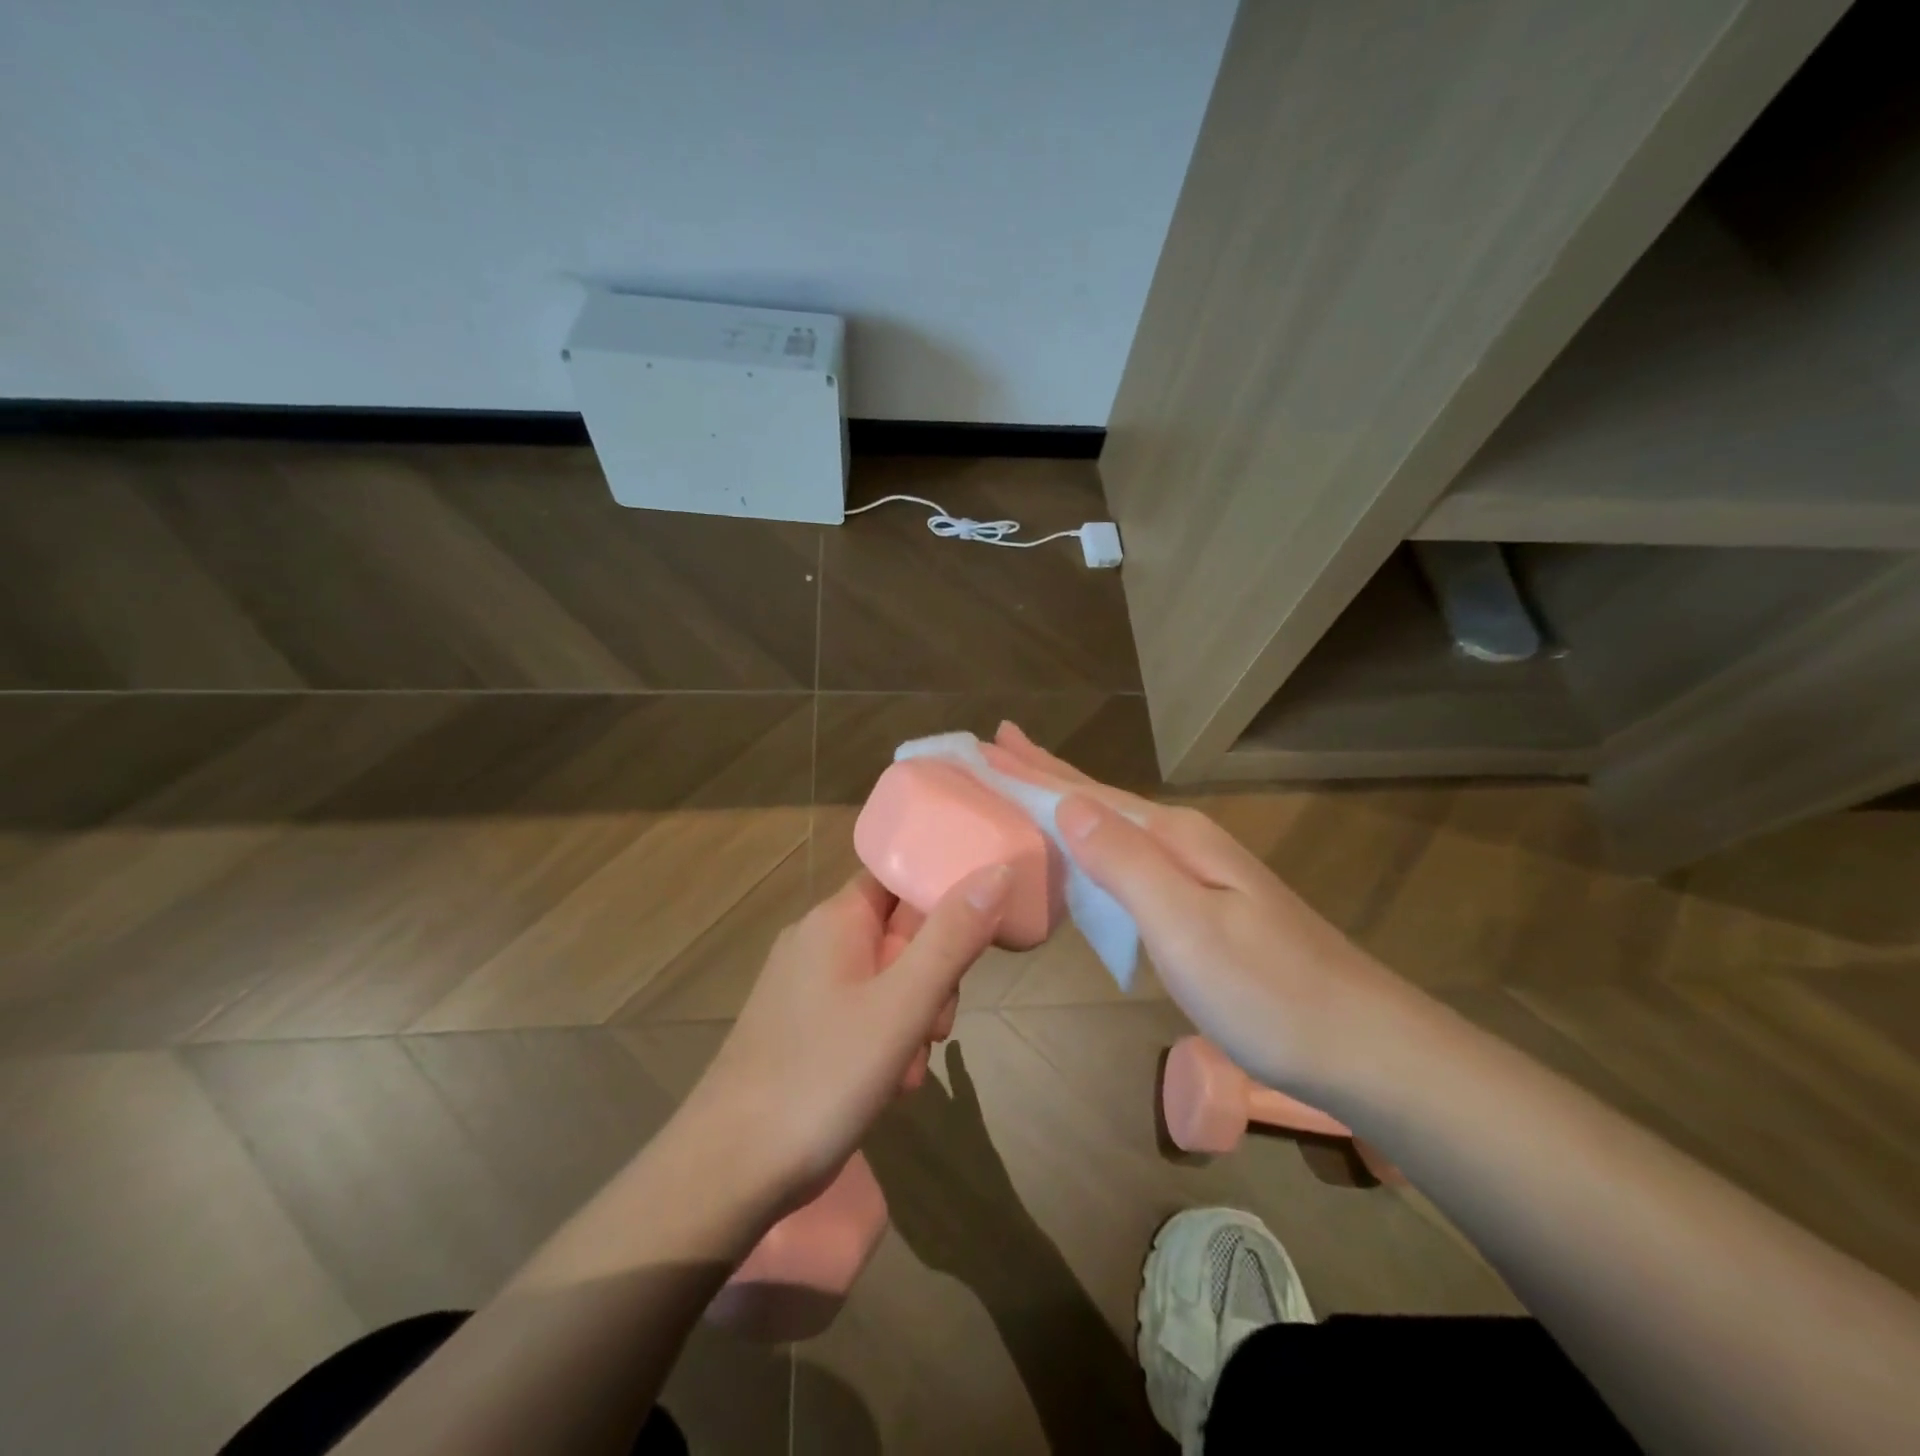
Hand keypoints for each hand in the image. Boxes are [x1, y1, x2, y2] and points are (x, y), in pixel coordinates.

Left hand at [680, 866, 1010, 1212]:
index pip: (899, 874)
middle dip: (933, 974)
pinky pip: (862, 1011)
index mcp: (835, 919)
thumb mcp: (902, 1005)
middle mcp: (816, 940)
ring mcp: (804, 985)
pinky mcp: (801, 1026)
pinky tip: (892, 1082)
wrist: (729, 1170)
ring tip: (913, 1063)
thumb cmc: (821, 1077)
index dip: (941, 893)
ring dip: (915, 1014)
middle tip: (939, 1023)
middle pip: (899, 930)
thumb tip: (997, 870)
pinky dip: (887, 1037)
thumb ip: (952, 937)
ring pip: (886, 976)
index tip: (977, 930)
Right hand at [988, 722, 1390, 1098]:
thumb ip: (1125, 862)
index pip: (1087, 794)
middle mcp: (1186, 843)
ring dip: (1069, 804)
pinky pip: (1131, 859)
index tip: (990, 743)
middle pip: (1101, 800)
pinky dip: (1095, 845)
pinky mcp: (1207, 906)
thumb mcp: (1187, 925)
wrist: (1363, 1045)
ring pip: (1116, 827)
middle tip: (1001, 747)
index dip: (1036, 771)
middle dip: (1048, 774)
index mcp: (1175, 839)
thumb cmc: (1267, 991)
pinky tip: (1088, 851)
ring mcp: (1201, 874)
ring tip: (1031, 786)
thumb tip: (1067, 803)